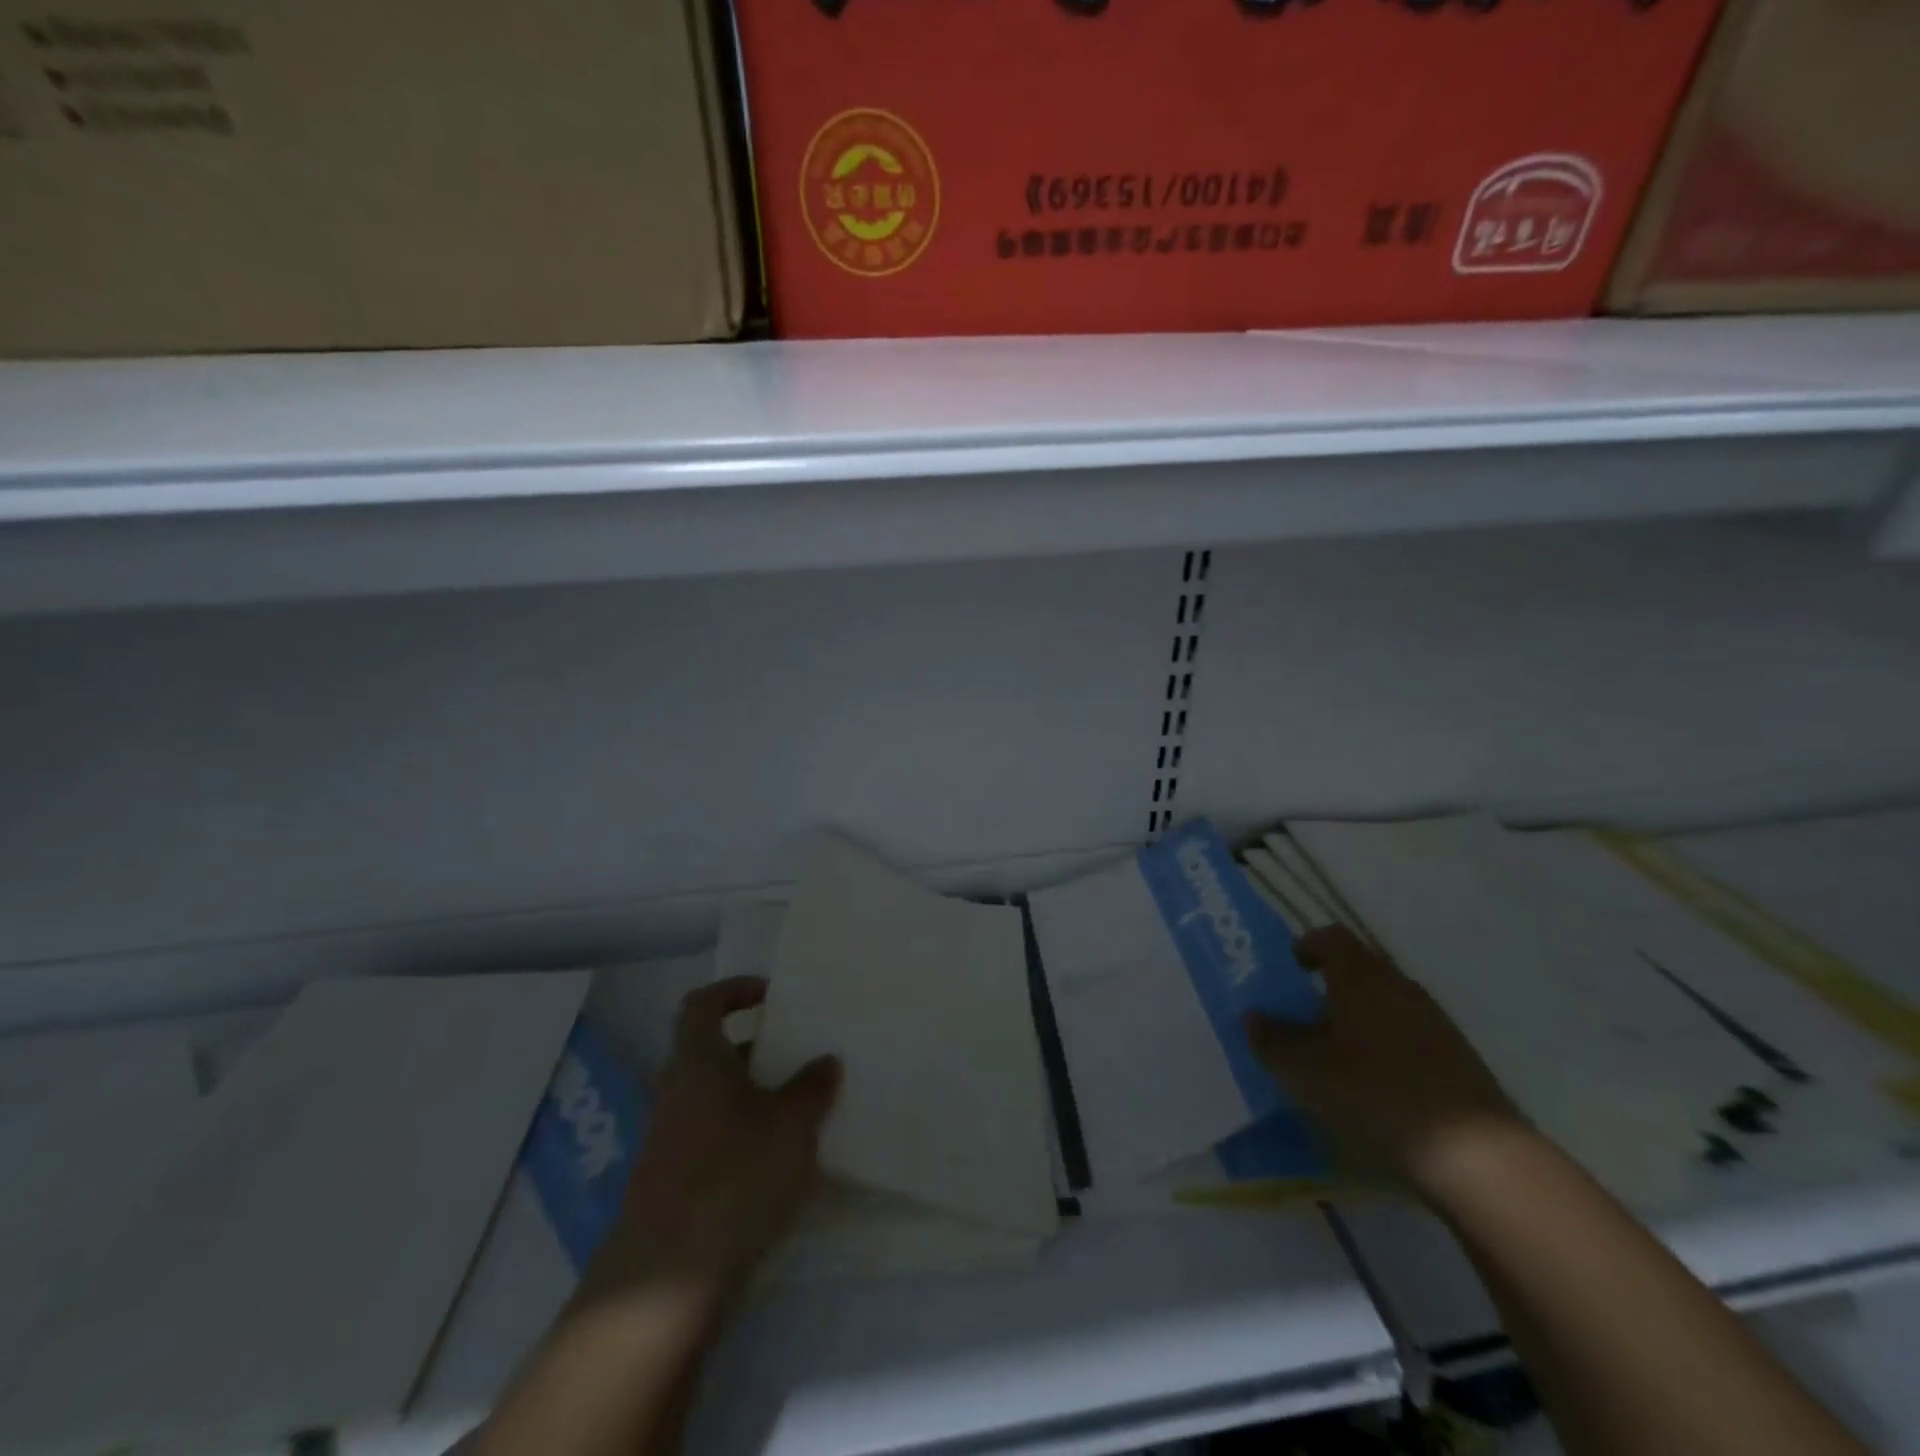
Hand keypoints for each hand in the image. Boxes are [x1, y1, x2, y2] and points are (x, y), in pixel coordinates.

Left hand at [599, 977, 840, 1301]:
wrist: (666, 1283)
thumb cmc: (734, 1176)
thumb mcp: (790, 1125)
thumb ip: (812, 1087)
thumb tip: (826, 1060)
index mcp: (697, 1060)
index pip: (703, 1003)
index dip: (734, 990)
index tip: (772, 996)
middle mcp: (676, 1090)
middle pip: (711, 1050)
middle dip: (757, 1046)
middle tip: (801, 1051)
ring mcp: (669, 1138)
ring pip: (714, 1095)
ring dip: (753, 1092)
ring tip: (802, 1103)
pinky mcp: (672, 1181)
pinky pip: (712, 1134)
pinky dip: (743, 1131)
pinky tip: (780, 1156)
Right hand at [1243, 925, 1523, 1199]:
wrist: (1475, 1154)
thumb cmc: (1374, 1093)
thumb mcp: (1304, 1070)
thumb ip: (1272, 1040)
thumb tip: (1252, 1015)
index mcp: (1359, 975)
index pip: (1330, 936)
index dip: (1307, 946)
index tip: (1289, 969)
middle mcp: (1398, 985)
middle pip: (1359, 966)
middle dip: (1329, 983)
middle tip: (1302, 1012)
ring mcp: (1433, 1019)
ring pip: (1384, 1000)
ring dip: (1358, 1014)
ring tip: (1334, 1051)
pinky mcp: (1456, 1055)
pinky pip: (1407, 1031)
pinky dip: (1385, 1043)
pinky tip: (1374, 1081)